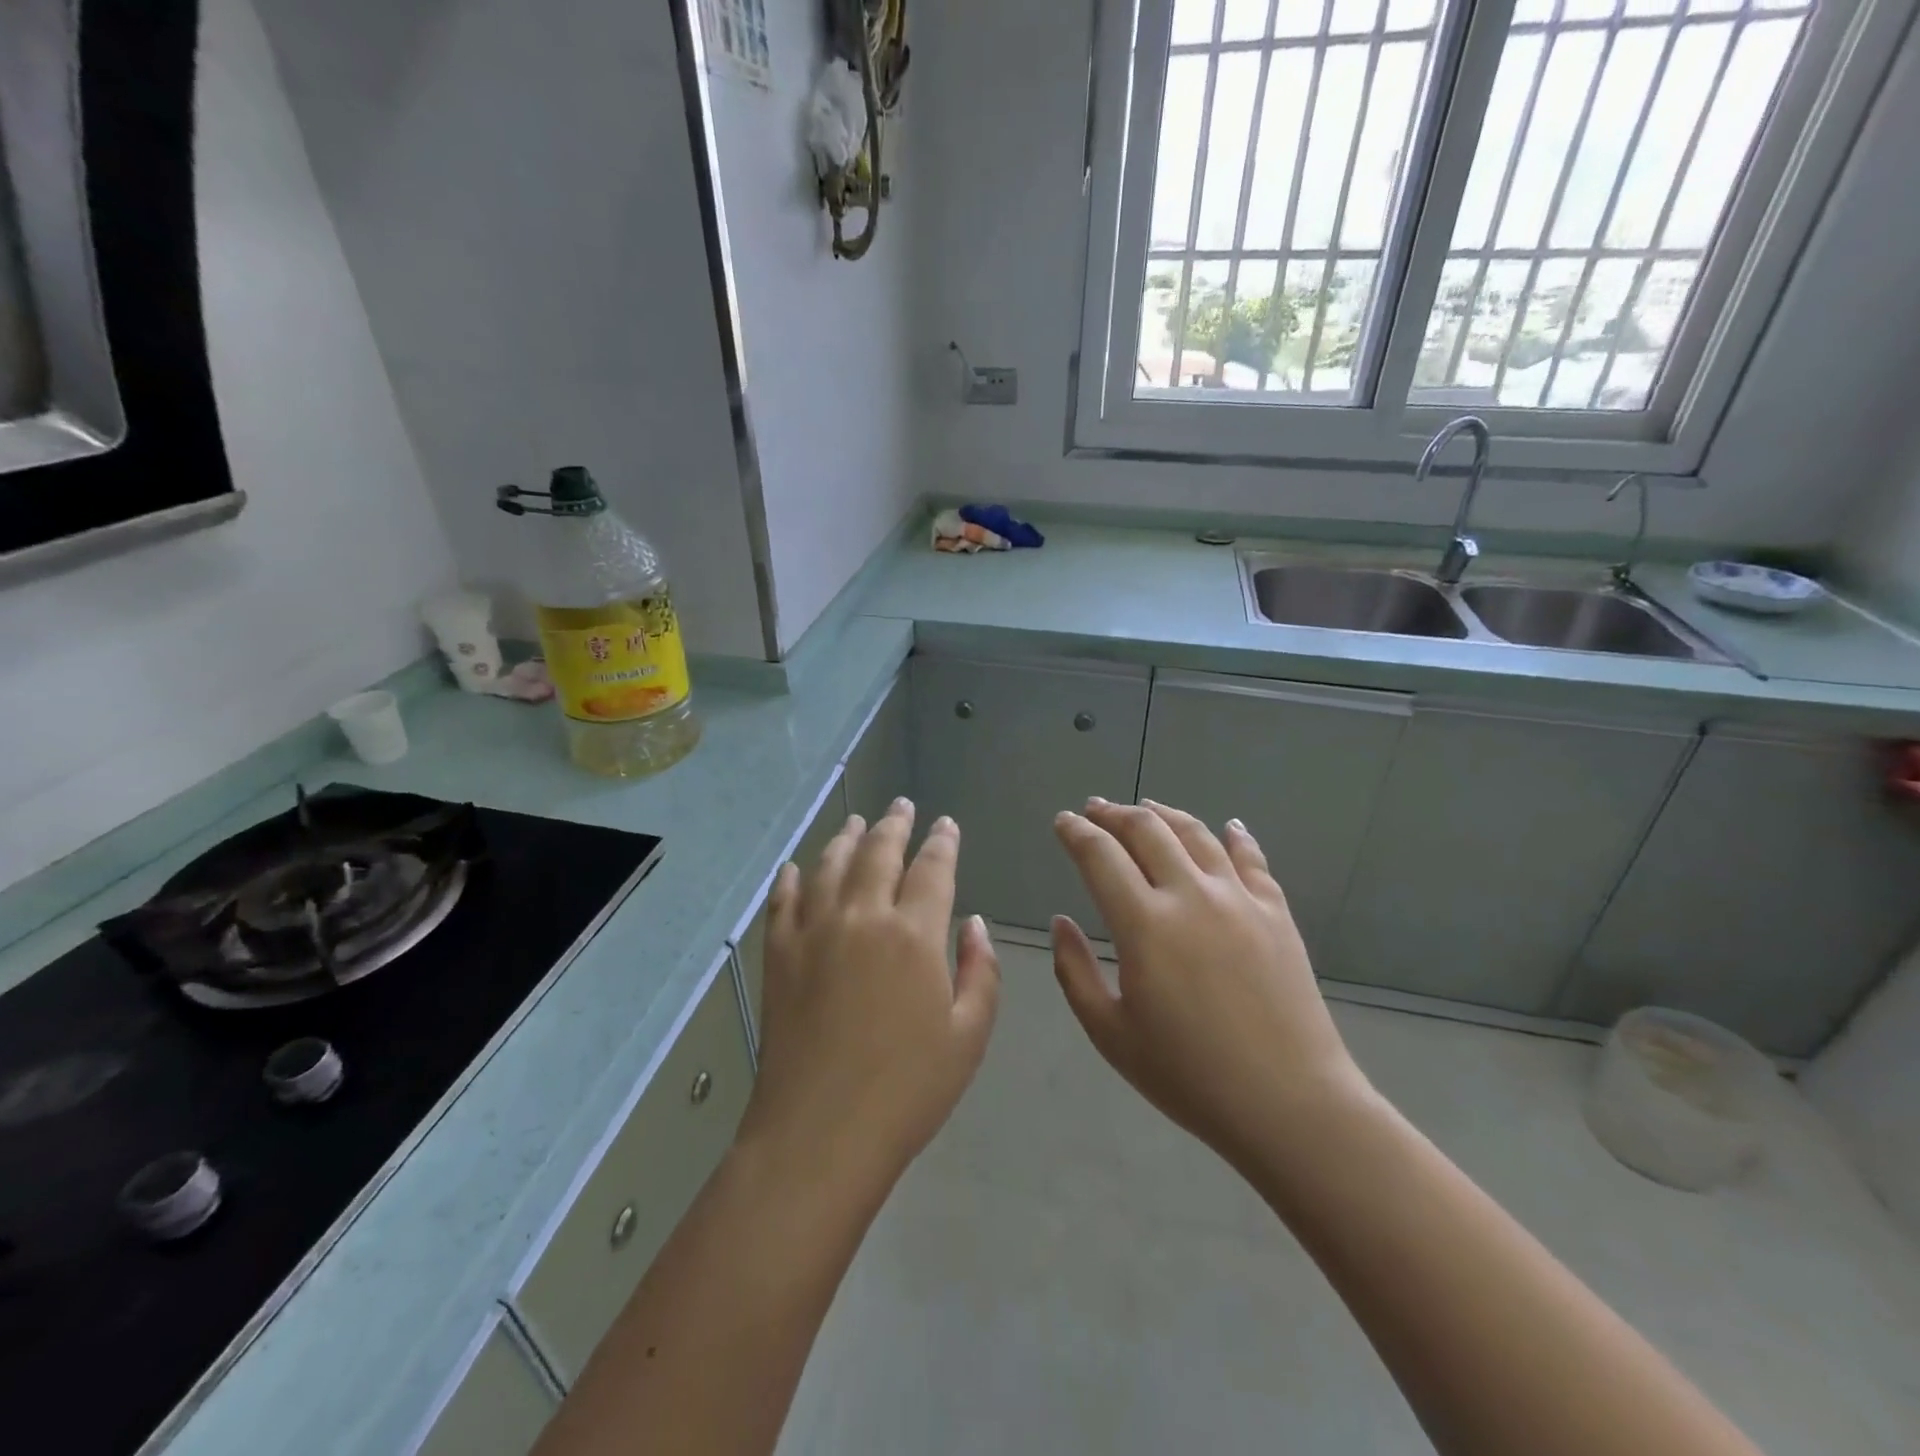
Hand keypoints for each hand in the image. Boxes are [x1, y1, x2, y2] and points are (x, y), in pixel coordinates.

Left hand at [737, 800, 1000, 1198]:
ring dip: (846, 838)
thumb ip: (980, 971)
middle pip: (879, 852)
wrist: (820, 1134)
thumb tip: (974, 924)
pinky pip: (784, 901)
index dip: (942, 842)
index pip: (932, 868)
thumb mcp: (969, 1036)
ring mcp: (814, 931)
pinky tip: (796, 868)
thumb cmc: (907, 1090)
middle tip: (902, 805)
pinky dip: (792, 879)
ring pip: (831, 865)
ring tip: (856, 821)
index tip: (946, 825)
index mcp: (914, 934)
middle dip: (895, 824)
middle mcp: (862, 916)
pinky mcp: (779, 954)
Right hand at [1050, 799, 1368, 1174]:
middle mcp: (1190, 895)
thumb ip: (1074, 971)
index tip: (1063, 822)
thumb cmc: (1189, 1075)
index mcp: (1144, 924)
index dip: (1076, 833)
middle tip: (1095, 809)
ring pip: (1196, 834)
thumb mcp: (1110, 1034)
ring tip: (1146, 806)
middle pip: (1147, 831)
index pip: (1100, 856)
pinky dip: (1235, 836)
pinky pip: (1252, 859)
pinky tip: (1228, 826)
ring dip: (1164, 814)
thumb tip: (1061, 922)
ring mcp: (1239, 899)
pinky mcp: (1276, 913)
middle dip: (1114, 814)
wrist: (1289, 1103)